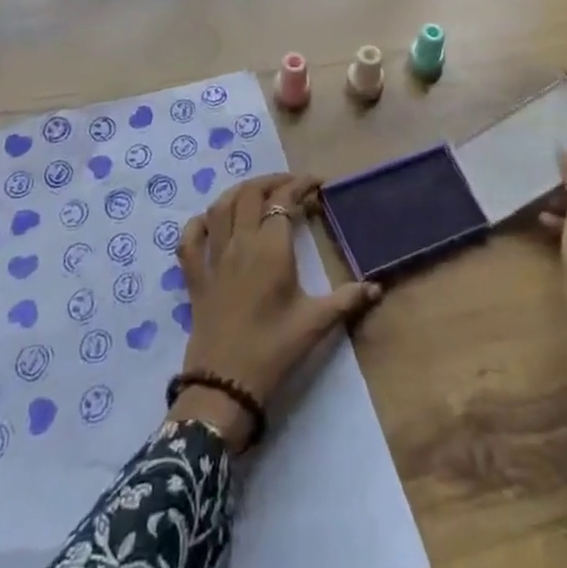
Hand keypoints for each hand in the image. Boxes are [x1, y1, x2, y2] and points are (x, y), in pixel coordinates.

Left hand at [170, 173, 381, 451]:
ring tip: (257, 192)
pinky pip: (189, 240)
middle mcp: (240, 243)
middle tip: (291, 187)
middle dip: (272, 182)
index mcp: (270, 248)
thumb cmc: (273, 351)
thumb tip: (377, 287)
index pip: (283, 200)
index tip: (318, 184)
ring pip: (220, 208)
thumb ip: (346, 300)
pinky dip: (198, 223)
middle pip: (250, 194)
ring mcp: (213, 258)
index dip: (300, 185)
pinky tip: (209, 221)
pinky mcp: (195, 278)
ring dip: (239, 192)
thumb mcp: (315, 324)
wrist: (224, 386)